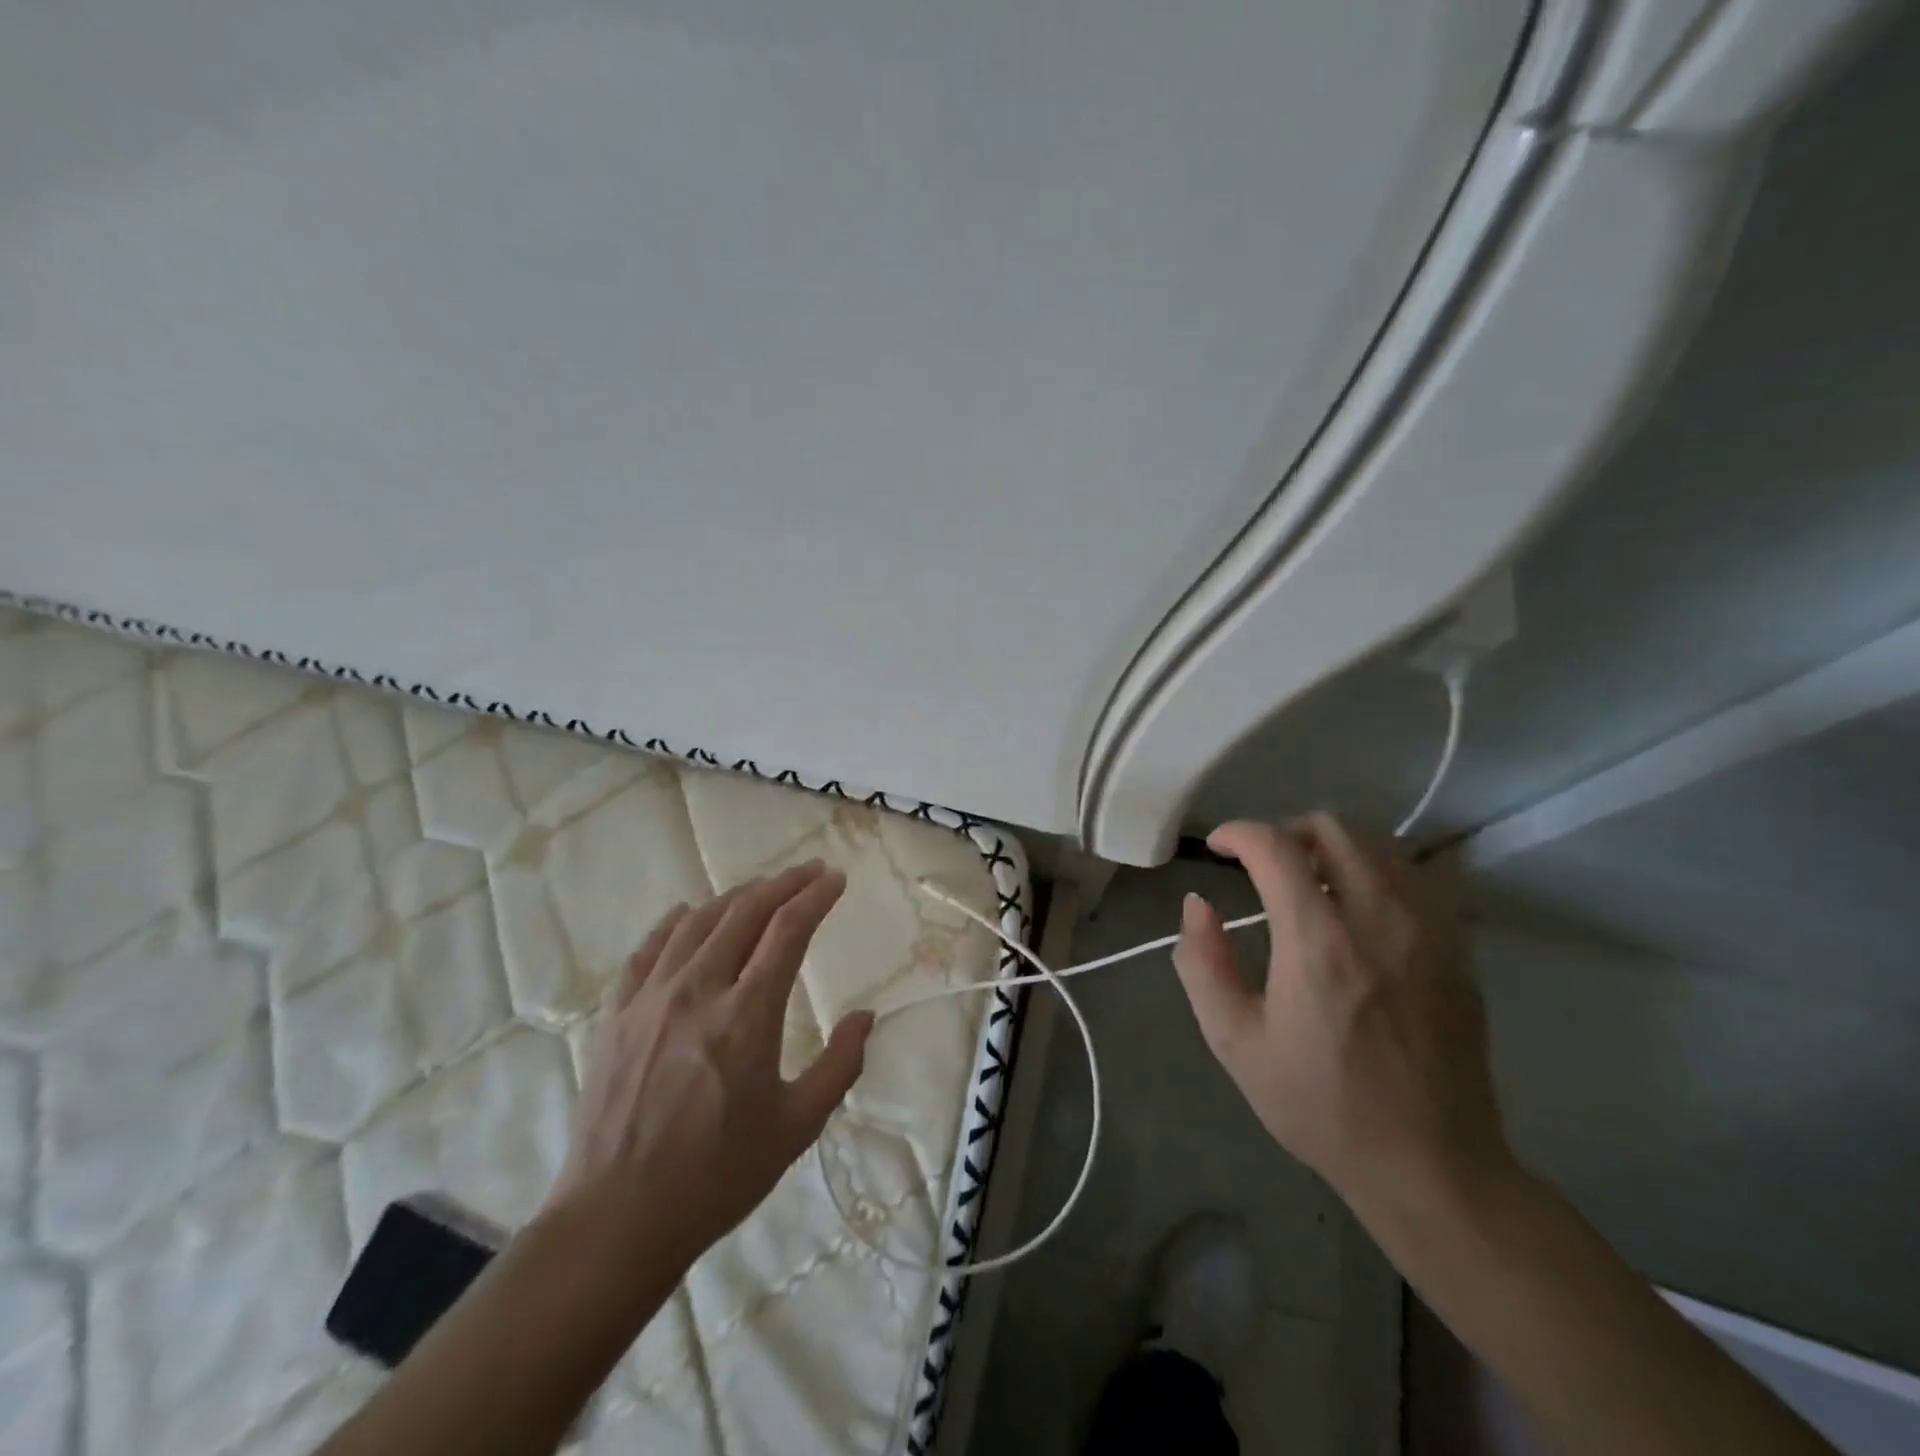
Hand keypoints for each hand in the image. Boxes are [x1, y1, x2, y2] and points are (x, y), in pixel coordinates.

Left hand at [547, 861, 874, 1281]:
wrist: (616, 1220)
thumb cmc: (717, 1177)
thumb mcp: (796, 1127)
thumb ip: (840, 1066)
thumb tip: (865, 1017)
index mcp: (747, 1017)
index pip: (787, 931)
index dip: (815, 897)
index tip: (834, 879)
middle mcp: (698, 991)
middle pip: (745, 912)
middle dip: (783, 884)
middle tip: (808, 871)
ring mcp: (650, 998)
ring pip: (698, 922)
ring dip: (736, 896)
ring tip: (761, 889)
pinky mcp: (616, 1014)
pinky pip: (648, 949)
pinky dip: (674, 923)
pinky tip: (687, 913)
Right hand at [1173, 815, 1512, 1218]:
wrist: (1431, 1164)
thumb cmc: (1320, 1104)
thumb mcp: (1234, 1042)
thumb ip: (1203, 963)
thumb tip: (1198, 903)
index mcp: (1317, 939)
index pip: (1276, 846)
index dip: (1238, 832)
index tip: (1217, 847)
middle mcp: (1377, 916)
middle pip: (1332, 828)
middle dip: (1285, 831)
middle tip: (1261, 864)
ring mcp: (1428, 928)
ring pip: (1378, 843)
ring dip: (1332, 847)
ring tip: (1308, 881)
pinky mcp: (1458, 947)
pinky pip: (1416, 875)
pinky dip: (1376, 870)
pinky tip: (1359, 907)